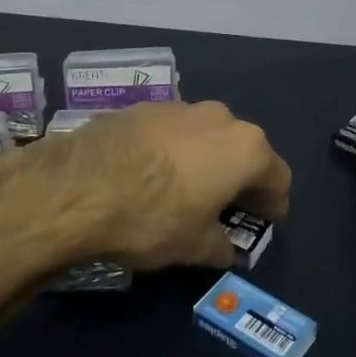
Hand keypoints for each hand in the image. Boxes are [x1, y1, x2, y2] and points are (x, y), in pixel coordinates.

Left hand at [42, 101, 291, 270]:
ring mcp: (179, 106)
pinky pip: (172, 131)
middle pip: (242, 150)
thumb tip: (228, 250)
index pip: (277, 176)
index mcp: (245, 148)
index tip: (267, 221)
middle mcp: (220, 117)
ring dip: (206, 160)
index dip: (275, 203)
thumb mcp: (194, 246)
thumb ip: (221, 246)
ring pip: (206, 136)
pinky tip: (152, 174)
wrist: (77, 185)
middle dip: (240, 178)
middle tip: (228, 207)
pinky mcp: (143, 106)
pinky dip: (173, 151)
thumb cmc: (152, 217)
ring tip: (188, 190)